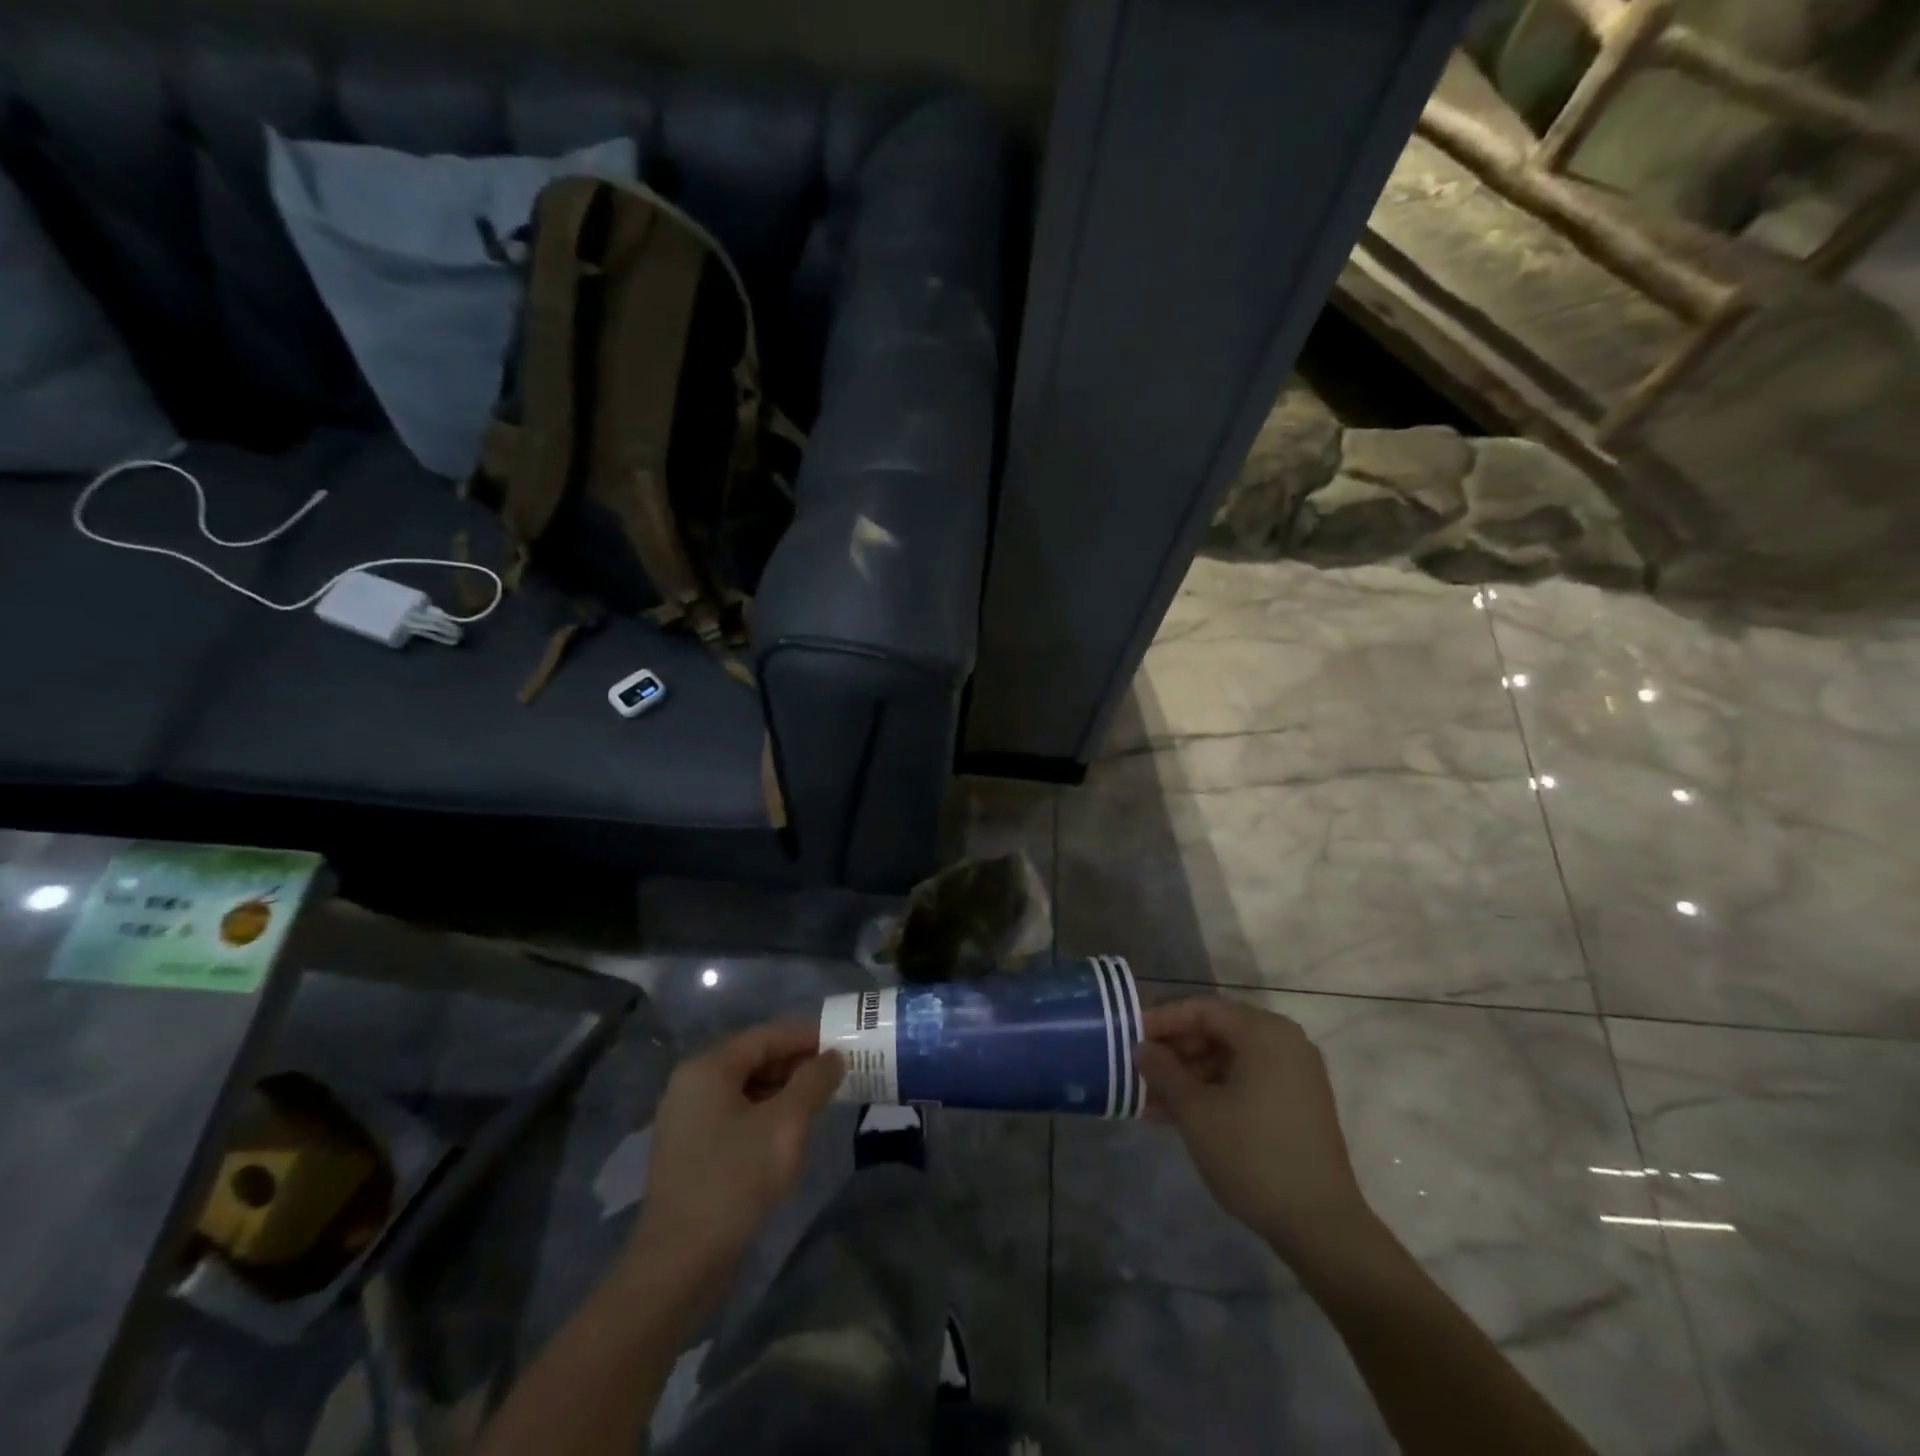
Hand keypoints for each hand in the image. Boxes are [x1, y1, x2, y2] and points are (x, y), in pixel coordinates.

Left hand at [632, 1022, 844, 1282]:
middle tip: (837, 1076)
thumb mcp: (785, 1124)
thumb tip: (834, 1056)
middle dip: (797, 1064)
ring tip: (820, 1103)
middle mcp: (692, 1083)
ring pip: (746, 1087)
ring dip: (784, 1090)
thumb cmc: (734, 1181)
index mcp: (708, 1067)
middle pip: (754, 1058)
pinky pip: (735, 1113)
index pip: (767, 1035)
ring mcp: (687, 1117)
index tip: (843, 1045)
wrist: (678, 1264)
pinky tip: (789, 1131)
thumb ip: (814, 1082)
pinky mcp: (690, 1148)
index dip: (807, 1037)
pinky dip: (765, 1113)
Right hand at [1136, 998, 1372, 1261]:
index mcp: (1264, 1032)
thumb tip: (1141, 1048)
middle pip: (1217, 1031)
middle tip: (1138, 1069)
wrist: (1321, 1226)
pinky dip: (1214, 1090)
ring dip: (1189, 1075)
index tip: (1130, 1037)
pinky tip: (1181, 1113)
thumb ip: (1163, 1071)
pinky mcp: (1298, 1103)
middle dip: (1174, 1051)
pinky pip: (1246, 1080)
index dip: (1162, 1020)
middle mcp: (1284, 1042)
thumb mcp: (1195, 1111)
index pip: (1202, 1009)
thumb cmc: (1252, 1156)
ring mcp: (1295, 1073)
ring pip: (1229, 1059)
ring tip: (1151, 1098)